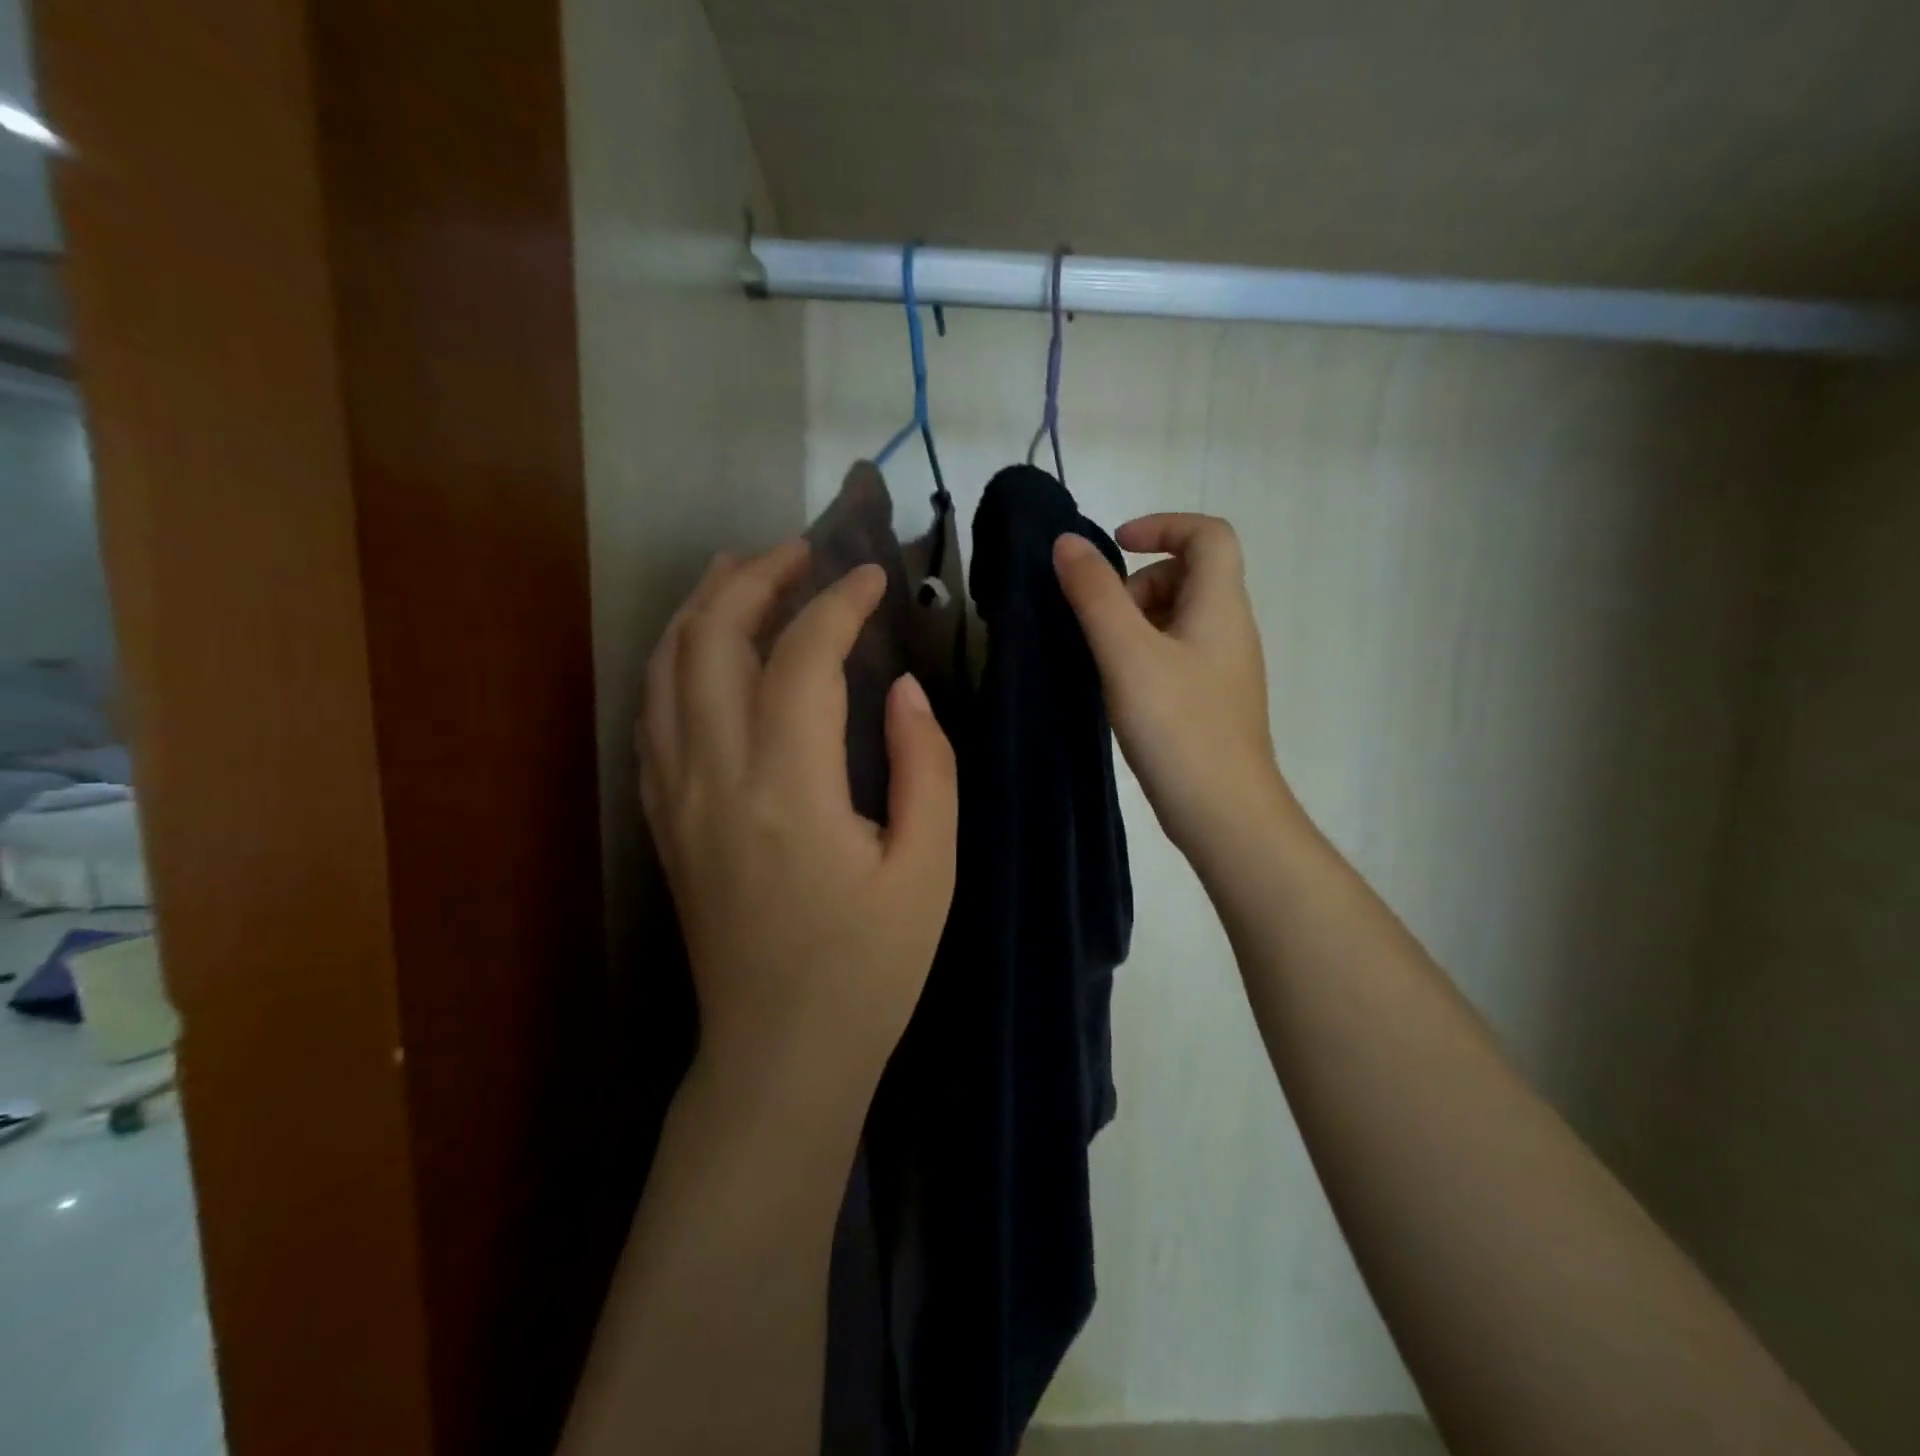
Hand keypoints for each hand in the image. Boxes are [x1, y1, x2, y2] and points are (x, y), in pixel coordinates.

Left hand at [639, 542, 958, 1091]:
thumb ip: (926, 768)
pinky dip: (674, 660)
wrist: (779, 1052)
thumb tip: (903, 690)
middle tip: (801, 551)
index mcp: (789, 790)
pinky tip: (702, 648)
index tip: (871, 577)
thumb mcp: (928, 871)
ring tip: (744, 572)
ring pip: (666, 669)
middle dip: (754, 579)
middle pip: (709, 641)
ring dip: (702, 607)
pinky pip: (652, 714)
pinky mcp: (664, 819)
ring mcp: (676, 796)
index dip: (837, 604)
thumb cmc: (868, 969)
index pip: (801, 659)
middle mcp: (715, 777)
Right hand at [1054, 514, 1291, 858]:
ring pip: (1179, 618)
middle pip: (1189, 575)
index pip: (1208, 534)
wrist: (1223, 811)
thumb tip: (1067, 543)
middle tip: (1103, 622)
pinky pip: (1176, 655)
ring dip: (1137, 622)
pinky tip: (1119, 689)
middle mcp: (1230, 628)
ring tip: (1105, 660)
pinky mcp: (1211, 701)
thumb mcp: (1127, 654)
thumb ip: (1095, 595)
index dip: (1163, 525)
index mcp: (1221, 605)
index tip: (1116, 545)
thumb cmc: (1178, 726)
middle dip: (1139, 583)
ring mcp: (1223, 668)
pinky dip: (1144, 654)